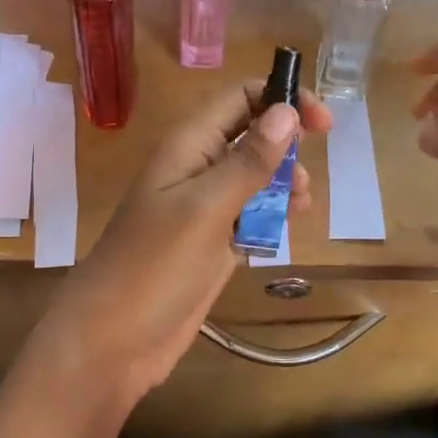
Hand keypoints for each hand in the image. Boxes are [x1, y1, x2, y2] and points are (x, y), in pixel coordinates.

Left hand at [28, 79, 332, 407]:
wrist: (115, 339)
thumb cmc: (156, 265)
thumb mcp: (206, 207)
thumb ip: (248, 161)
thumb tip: (286, 111)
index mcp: (189, 146)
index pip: (239, 99)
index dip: (281, 100)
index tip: (322, 123)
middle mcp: (197, 169)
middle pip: (251, 136)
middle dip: (286, 148)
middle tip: (304, 180)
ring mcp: (205, 209)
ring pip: (254, 179)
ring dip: (282, 186)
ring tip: (299, 207)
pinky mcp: (213, 245)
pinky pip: (250, 217)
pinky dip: (269, 219)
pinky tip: (281, 232)